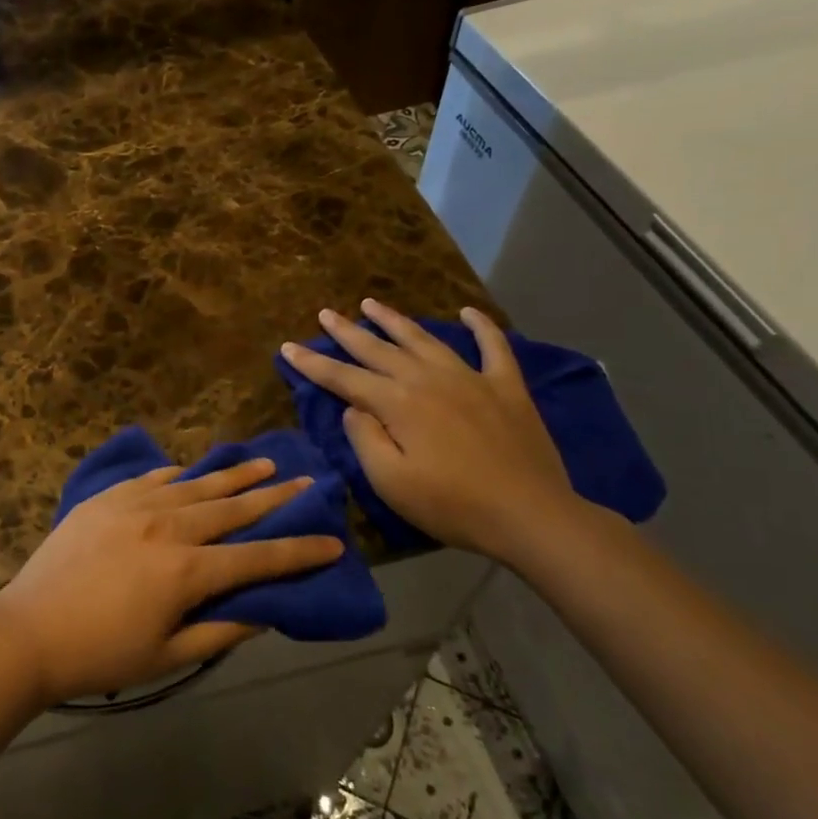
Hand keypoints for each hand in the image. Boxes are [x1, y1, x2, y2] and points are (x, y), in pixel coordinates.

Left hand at [0, 460, 343, 704]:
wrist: (27, 631)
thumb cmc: (100, 654)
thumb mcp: (168, 656)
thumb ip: (220, 631)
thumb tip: (264, 611)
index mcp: (187, 570)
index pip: (258, 557)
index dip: (299, 550)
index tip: (334, 540)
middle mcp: (168, 527)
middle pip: (232, 509)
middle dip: (274, 497)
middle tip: (306, 481)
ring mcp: (134, 506)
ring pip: (196, 485)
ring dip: (233, 475)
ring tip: (263, 462)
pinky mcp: (106, 499)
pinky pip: (152, 479)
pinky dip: (178, 476)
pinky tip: (190, 471)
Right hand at [280, 300, 581, 561]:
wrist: (530, 514)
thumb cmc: (452, 504)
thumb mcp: (390, 482)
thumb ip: (365, 439)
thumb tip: (354, 407)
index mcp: (397, 403)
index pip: (344, 378)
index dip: (313, 363)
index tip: (288, 347)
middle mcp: (428, 379)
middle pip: (379, 349)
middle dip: (348, 332)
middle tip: (327, 313)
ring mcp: (470, 378)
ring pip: (424, 339)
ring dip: (395, 321)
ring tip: (372, 303)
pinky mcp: (506, 387)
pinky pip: (493, 346)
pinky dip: (481, 326)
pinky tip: (468, 312)